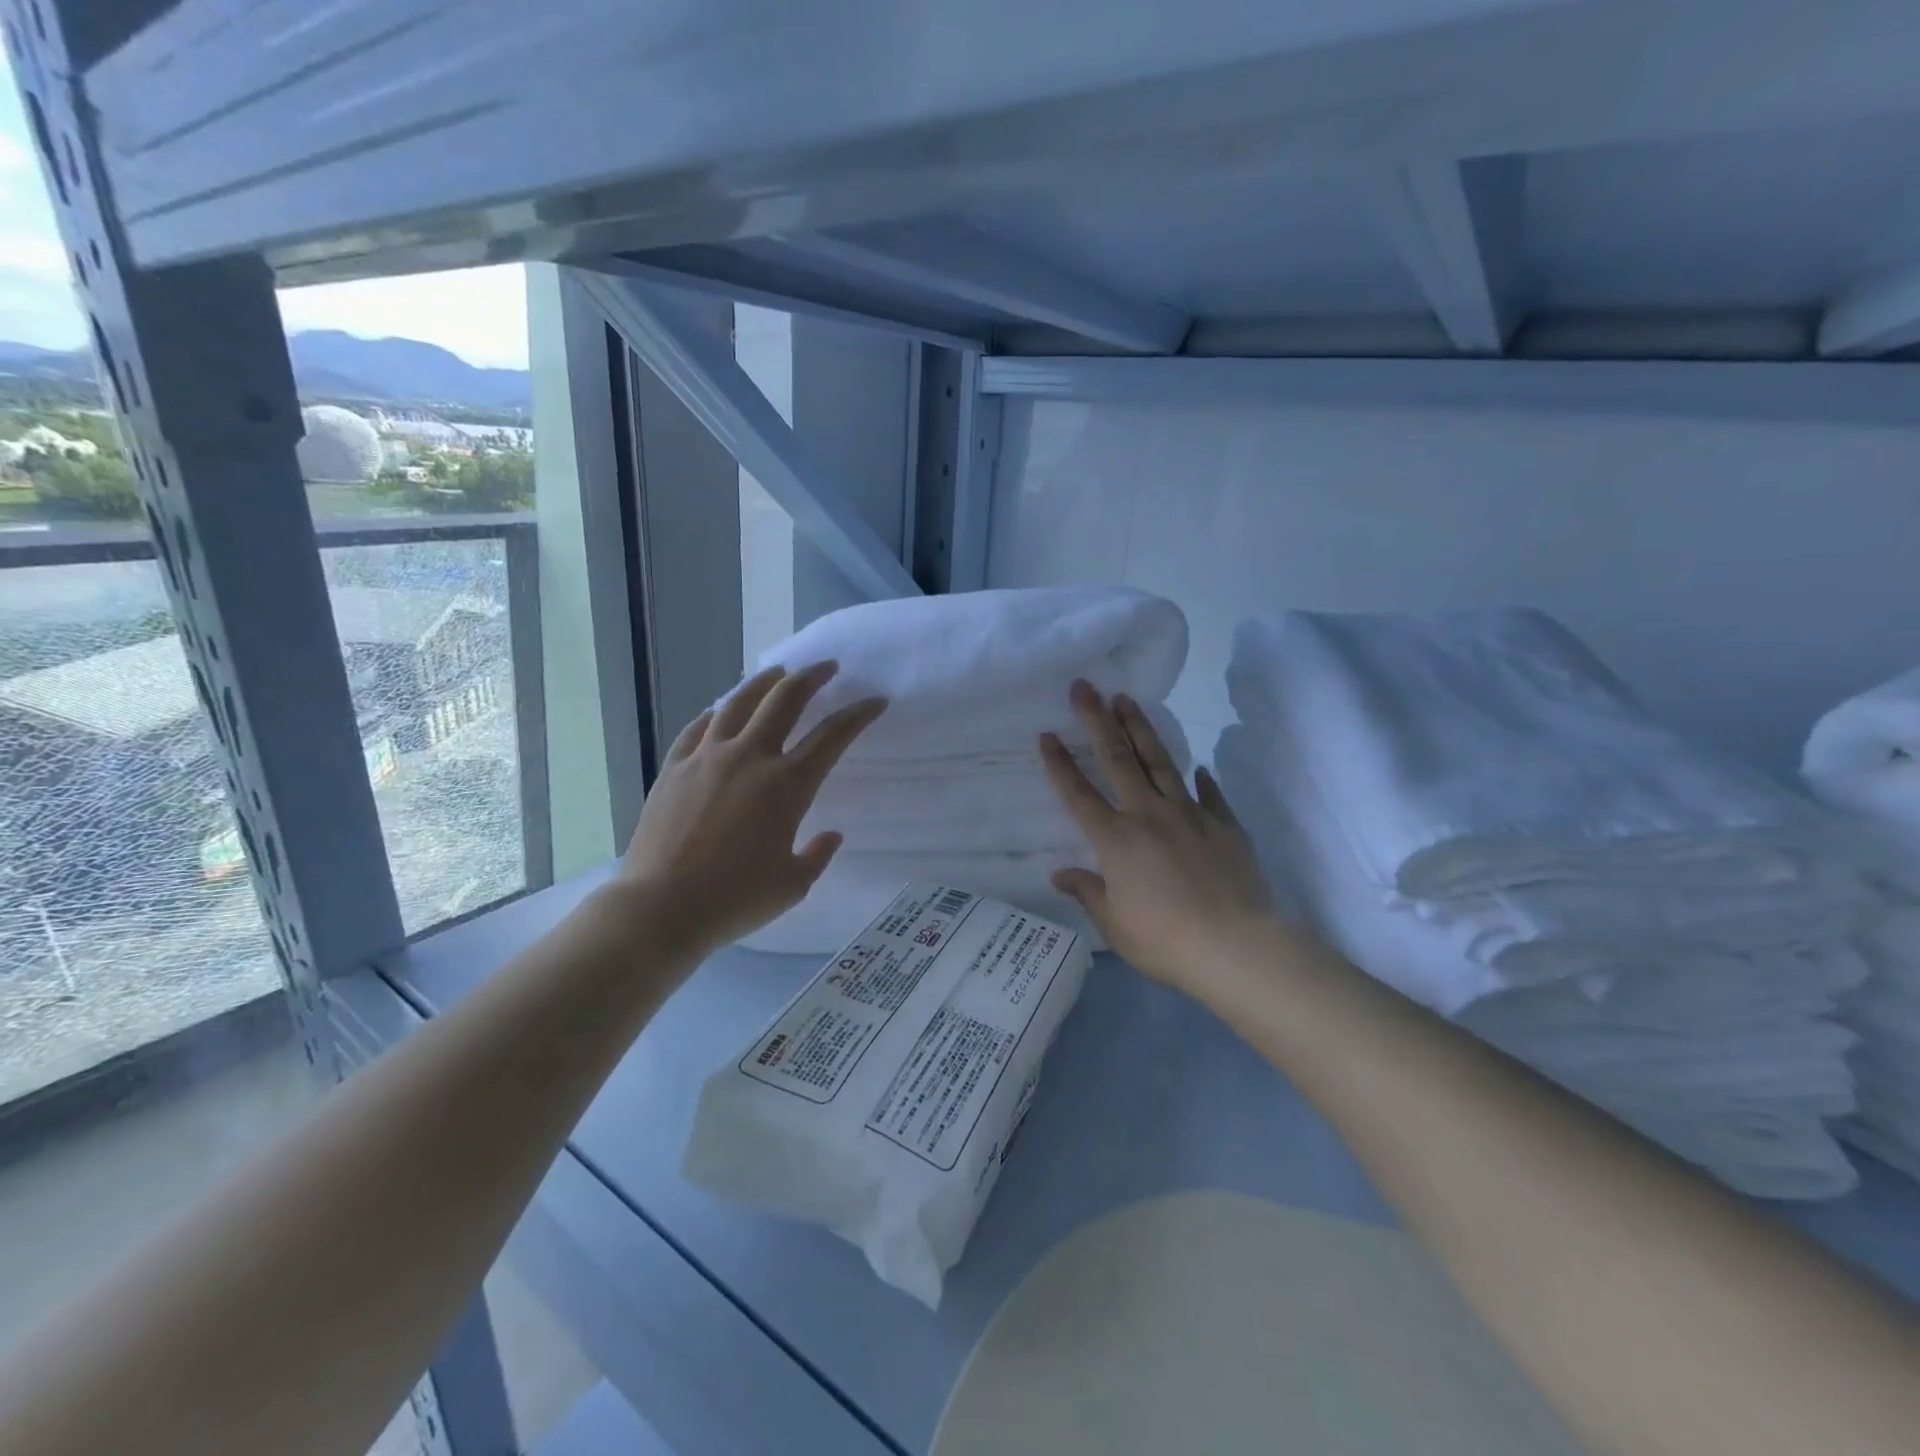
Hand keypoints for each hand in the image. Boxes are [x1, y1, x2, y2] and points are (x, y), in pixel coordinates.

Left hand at [619, 661, 885, 958]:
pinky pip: (699, 727)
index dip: (858, 715)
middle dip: (811, 678)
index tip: (875, 701)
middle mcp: (749, 758)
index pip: (832, 737)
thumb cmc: (735, 899)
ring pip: (738, 702)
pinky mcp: (674, 767)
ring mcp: (706, 758)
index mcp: (786, 785)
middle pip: (785, 700)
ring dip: (764, 682)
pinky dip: (717, 713)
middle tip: (827, 668)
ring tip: (778, 672)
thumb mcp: (793, 885)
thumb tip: (830, 834)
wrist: (660, 907)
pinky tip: (721, 711)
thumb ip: (818, 855)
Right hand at [1039, 681, 1282, 1004]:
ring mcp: (1189, 815)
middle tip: (1084, 688)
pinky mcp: (1224, 824)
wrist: (1236, 947)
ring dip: (1140, 728)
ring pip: (1160, 762)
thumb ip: (1088, 893)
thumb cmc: (1165, 941)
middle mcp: (1148, 815)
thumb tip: (1060, 873)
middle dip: (1097, 721)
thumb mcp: (1115, 924)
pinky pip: (1209, 794)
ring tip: (1127, 700)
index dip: (1060, 764)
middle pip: (1118, 760)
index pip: (1079, 794)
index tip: (1047, 734)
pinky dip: (1201, 779)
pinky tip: (1199, 767)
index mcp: (1116, 840)